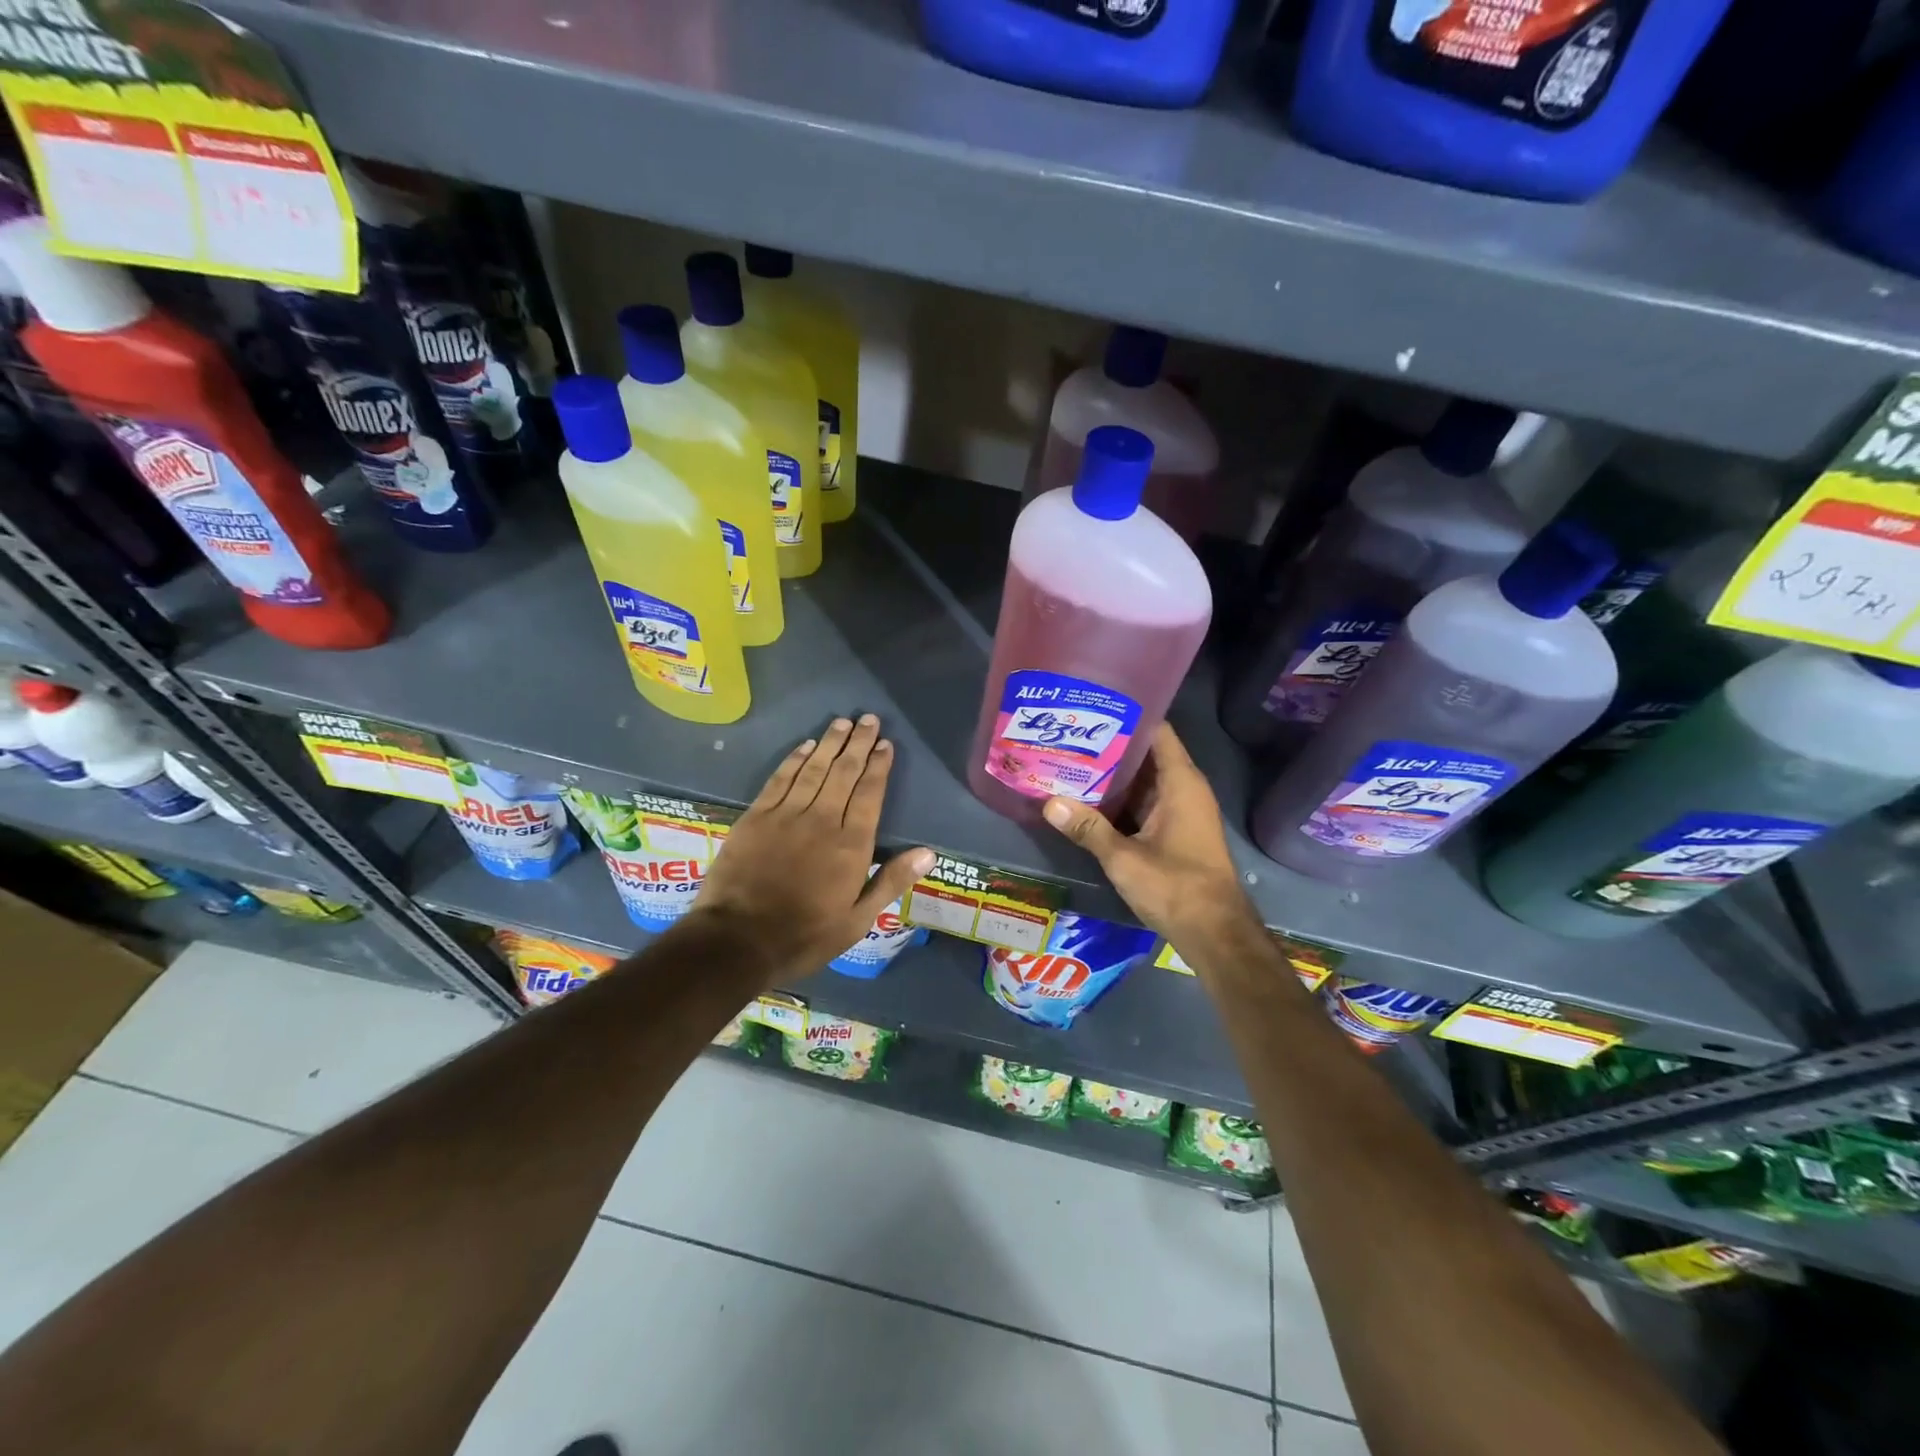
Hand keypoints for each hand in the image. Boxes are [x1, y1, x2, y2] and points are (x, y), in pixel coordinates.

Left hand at [692, 714, 933, 985]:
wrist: (738, 940)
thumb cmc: (804, 935)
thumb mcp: (857, 920)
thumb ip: (891, 882)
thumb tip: (929, 853)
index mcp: (851, 845)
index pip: (869, 794)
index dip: (879, 766)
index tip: (886, 744)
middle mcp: (822, 820)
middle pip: (844, 772)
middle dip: (858, 744)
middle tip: (869, 719)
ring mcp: (786, 815)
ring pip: (814, 769)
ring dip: (830, 743)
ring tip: (842, 722)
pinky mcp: (756, 817)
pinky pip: (780, 779)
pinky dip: (795, 760)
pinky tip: (805, 746)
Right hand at [1041, 723, 1262, 955]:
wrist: (1215, 933)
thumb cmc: (1176, 887)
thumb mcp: (1124, 858)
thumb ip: (1088, 829)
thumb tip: (1048, 802)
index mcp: (1180, 783)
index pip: (1156, 731)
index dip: (1127, 715)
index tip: (1092, 706)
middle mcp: (1183, 789)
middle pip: (1145, 754)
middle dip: (1109, 745)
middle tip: (1068, 733)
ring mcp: (1179, 812)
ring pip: (1142, 781)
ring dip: (1111, 774)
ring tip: (1069, 759)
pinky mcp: (1172, 832)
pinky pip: (1142, 804)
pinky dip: (1119, 799)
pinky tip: (1085, 799)